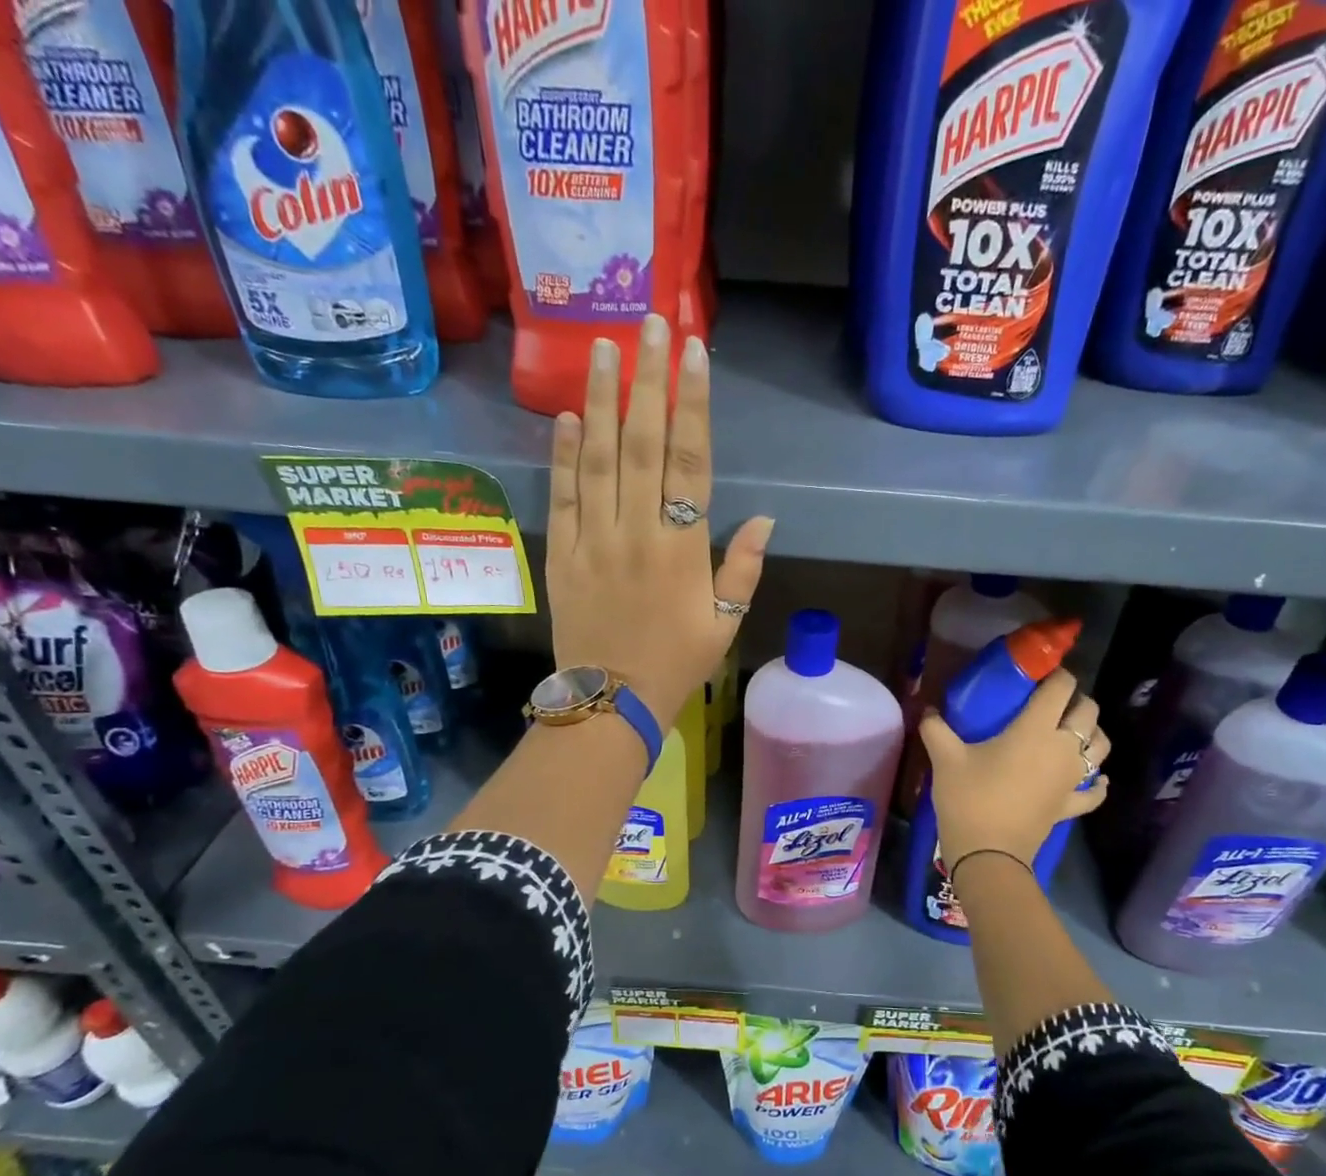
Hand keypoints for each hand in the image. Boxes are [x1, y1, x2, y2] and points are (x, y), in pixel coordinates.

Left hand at [546, 313, 773, 730]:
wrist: (610, 703)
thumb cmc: (676, 665)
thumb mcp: (724, 625)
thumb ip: (742, 570)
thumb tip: (763, 517)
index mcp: (681, 549)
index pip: (690, 462)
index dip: (693, 404)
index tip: (694, 353)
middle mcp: (636, 533)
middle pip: (643, 445)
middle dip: (649, 381)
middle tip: (650, 323)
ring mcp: (593, 541)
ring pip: (598, 459)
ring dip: (603, 401)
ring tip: (604, 348)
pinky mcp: (562, 555)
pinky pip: (562, 497)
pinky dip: (564, 455)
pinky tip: (569, 416)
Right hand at [918, 669, 1109, 871]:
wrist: (987, 853)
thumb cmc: (969, 798)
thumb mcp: (945, 758)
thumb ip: (936, 728)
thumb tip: (927, 710)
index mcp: (1036, 728)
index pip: (1061, 688)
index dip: (1057, 674)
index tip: (1042, 674)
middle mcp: (1063, 748)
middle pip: (1088, 712)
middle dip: (1076, 701)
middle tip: (1052, 703)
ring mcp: (1071, 778)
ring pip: (1100, 747)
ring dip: (1092, 734)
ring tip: (1073, 733)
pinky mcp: (1070, 805)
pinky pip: (1094, 791)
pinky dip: (1097, 783)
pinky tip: (1094, 779)